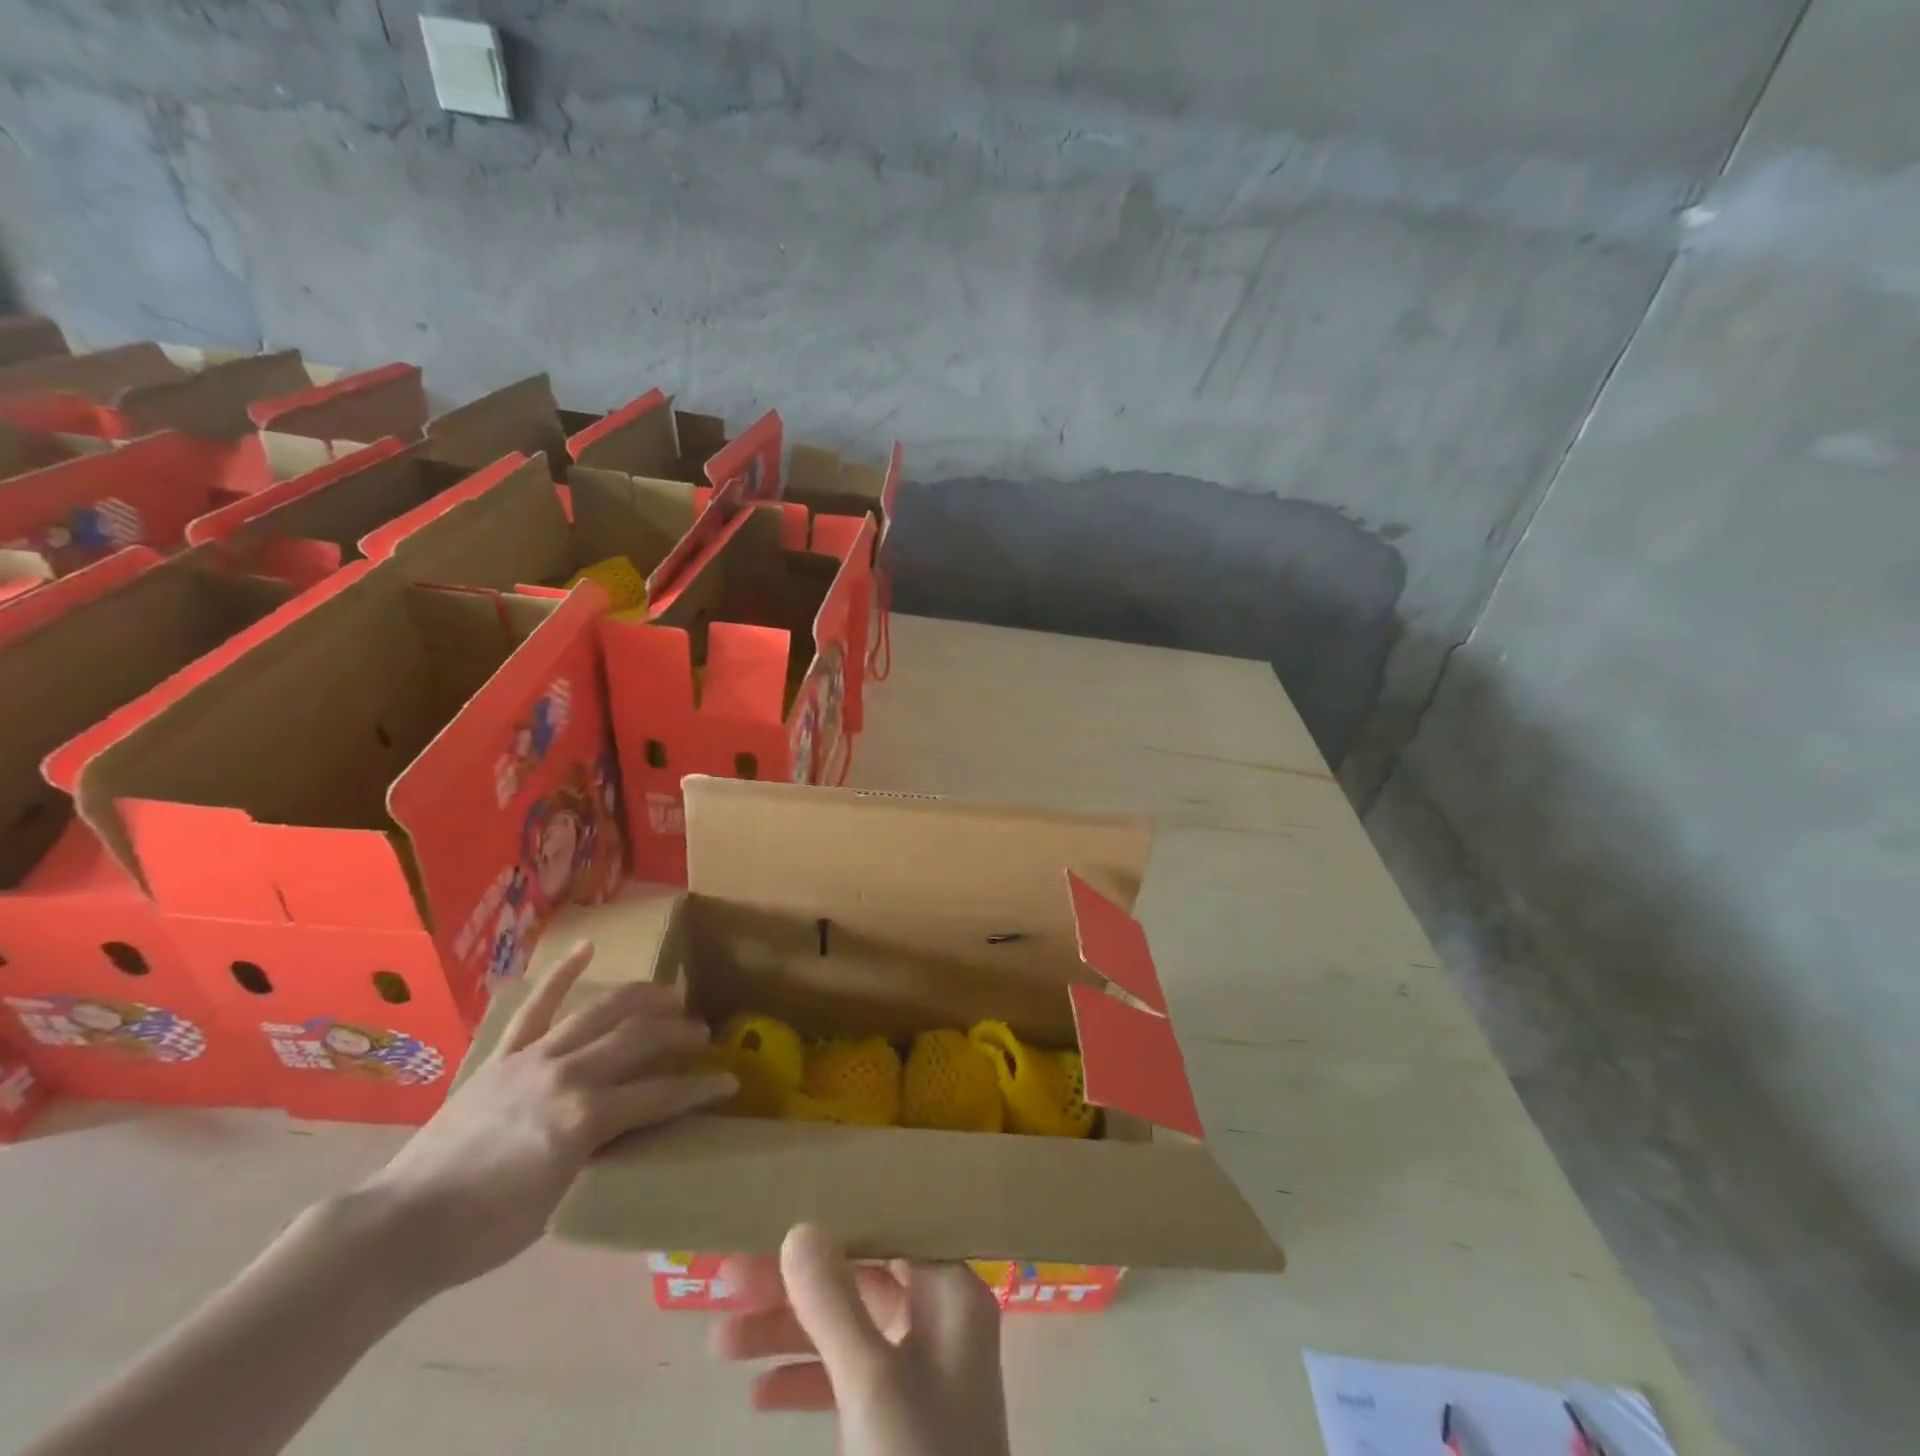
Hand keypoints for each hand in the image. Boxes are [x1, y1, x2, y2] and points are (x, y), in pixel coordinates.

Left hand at [351, 940, 734, 1297]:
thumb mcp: (562, 1200)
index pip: (660, 1095)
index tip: (729, 1081)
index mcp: (585, 1118)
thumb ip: (602, 1151)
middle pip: (638, 1039)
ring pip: (600, 1012)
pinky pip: (536, 1007)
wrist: (399, 1228)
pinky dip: (562, 975)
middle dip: (679, 1032)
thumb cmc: (484, 1231)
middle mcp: (567, 1075)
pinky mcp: (503, 1055)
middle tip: (703, 1032)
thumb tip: (635, 1125)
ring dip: (641, 998)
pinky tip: (587, 947)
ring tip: (669, 993)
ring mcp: (533, 1058)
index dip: (700, 1087)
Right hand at [715, 1225, 1010, 1455]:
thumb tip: (799, 1228)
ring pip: (846, 1329)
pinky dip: (805, 1381)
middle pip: (858, 1279)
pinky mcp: (898, 1416)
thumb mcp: (870, 1382)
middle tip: (727, 1280)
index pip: (888, 1231)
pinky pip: (846, 1378)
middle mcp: (939, 1317)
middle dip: (794, 1286)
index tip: (776, 1217)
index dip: (834, 1221)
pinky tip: (757, 1394)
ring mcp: (919, 1368)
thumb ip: (833, 1303)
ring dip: (787, 1334)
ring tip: (719, 1341)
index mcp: (951, 1292)